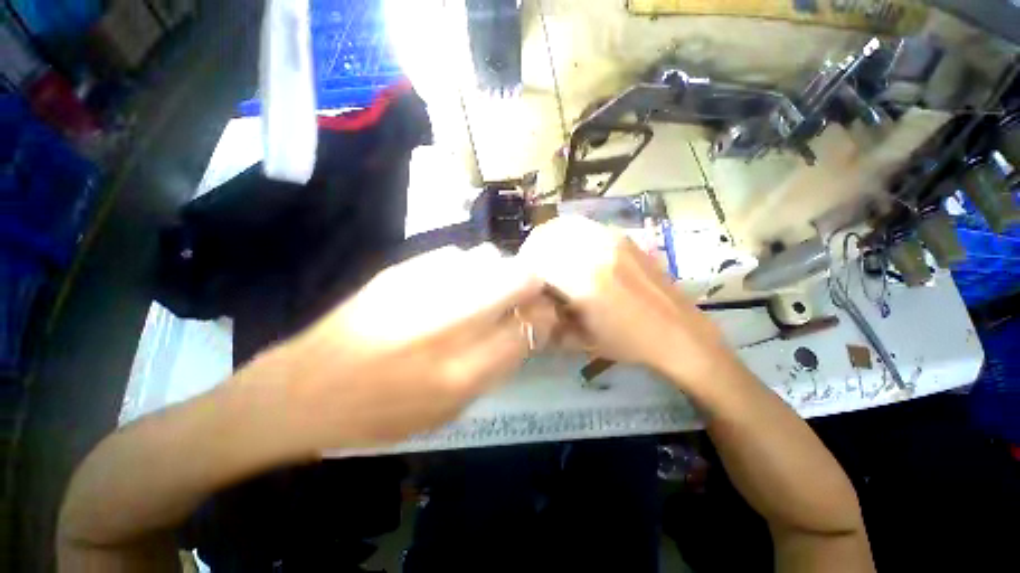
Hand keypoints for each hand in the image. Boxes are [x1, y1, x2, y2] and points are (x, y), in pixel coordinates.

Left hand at [257, 245, 556, 447]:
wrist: (305, 388)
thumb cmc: (383, 412)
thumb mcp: (451, 409)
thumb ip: (498, 365)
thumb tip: (529, 325)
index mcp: (462, 372)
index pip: (530, 326)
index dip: (543, 318)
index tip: (540, 317)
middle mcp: (449, 321)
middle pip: (519, 278)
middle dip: (531, 286)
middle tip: (520, 300)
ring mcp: (423, 286)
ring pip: (490, 258)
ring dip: (499, 275)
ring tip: (482, 294)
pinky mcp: (402, 268)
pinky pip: (458, 256)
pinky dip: (468, 269)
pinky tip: (451, 287)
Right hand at [519, 216, 732, 386]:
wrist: (679, 333)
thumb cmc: (628, 343)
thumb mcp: (580, 339)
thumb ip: (549, 317)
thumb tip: (530, 301)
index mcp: (584, 281)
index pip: (537, 259)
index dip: (522, 267)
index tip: (520, 280)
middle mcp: (596, 252)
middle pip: (547, 235)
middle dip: (532, 250)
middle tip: (531, 269)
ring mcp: (612, 239)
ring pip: (564, 224)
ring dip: (549, 239)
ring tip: (548, 257)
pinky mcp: (623, 237)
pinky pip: (584, 225)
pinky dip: (568, 234)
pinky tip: (571, 251)